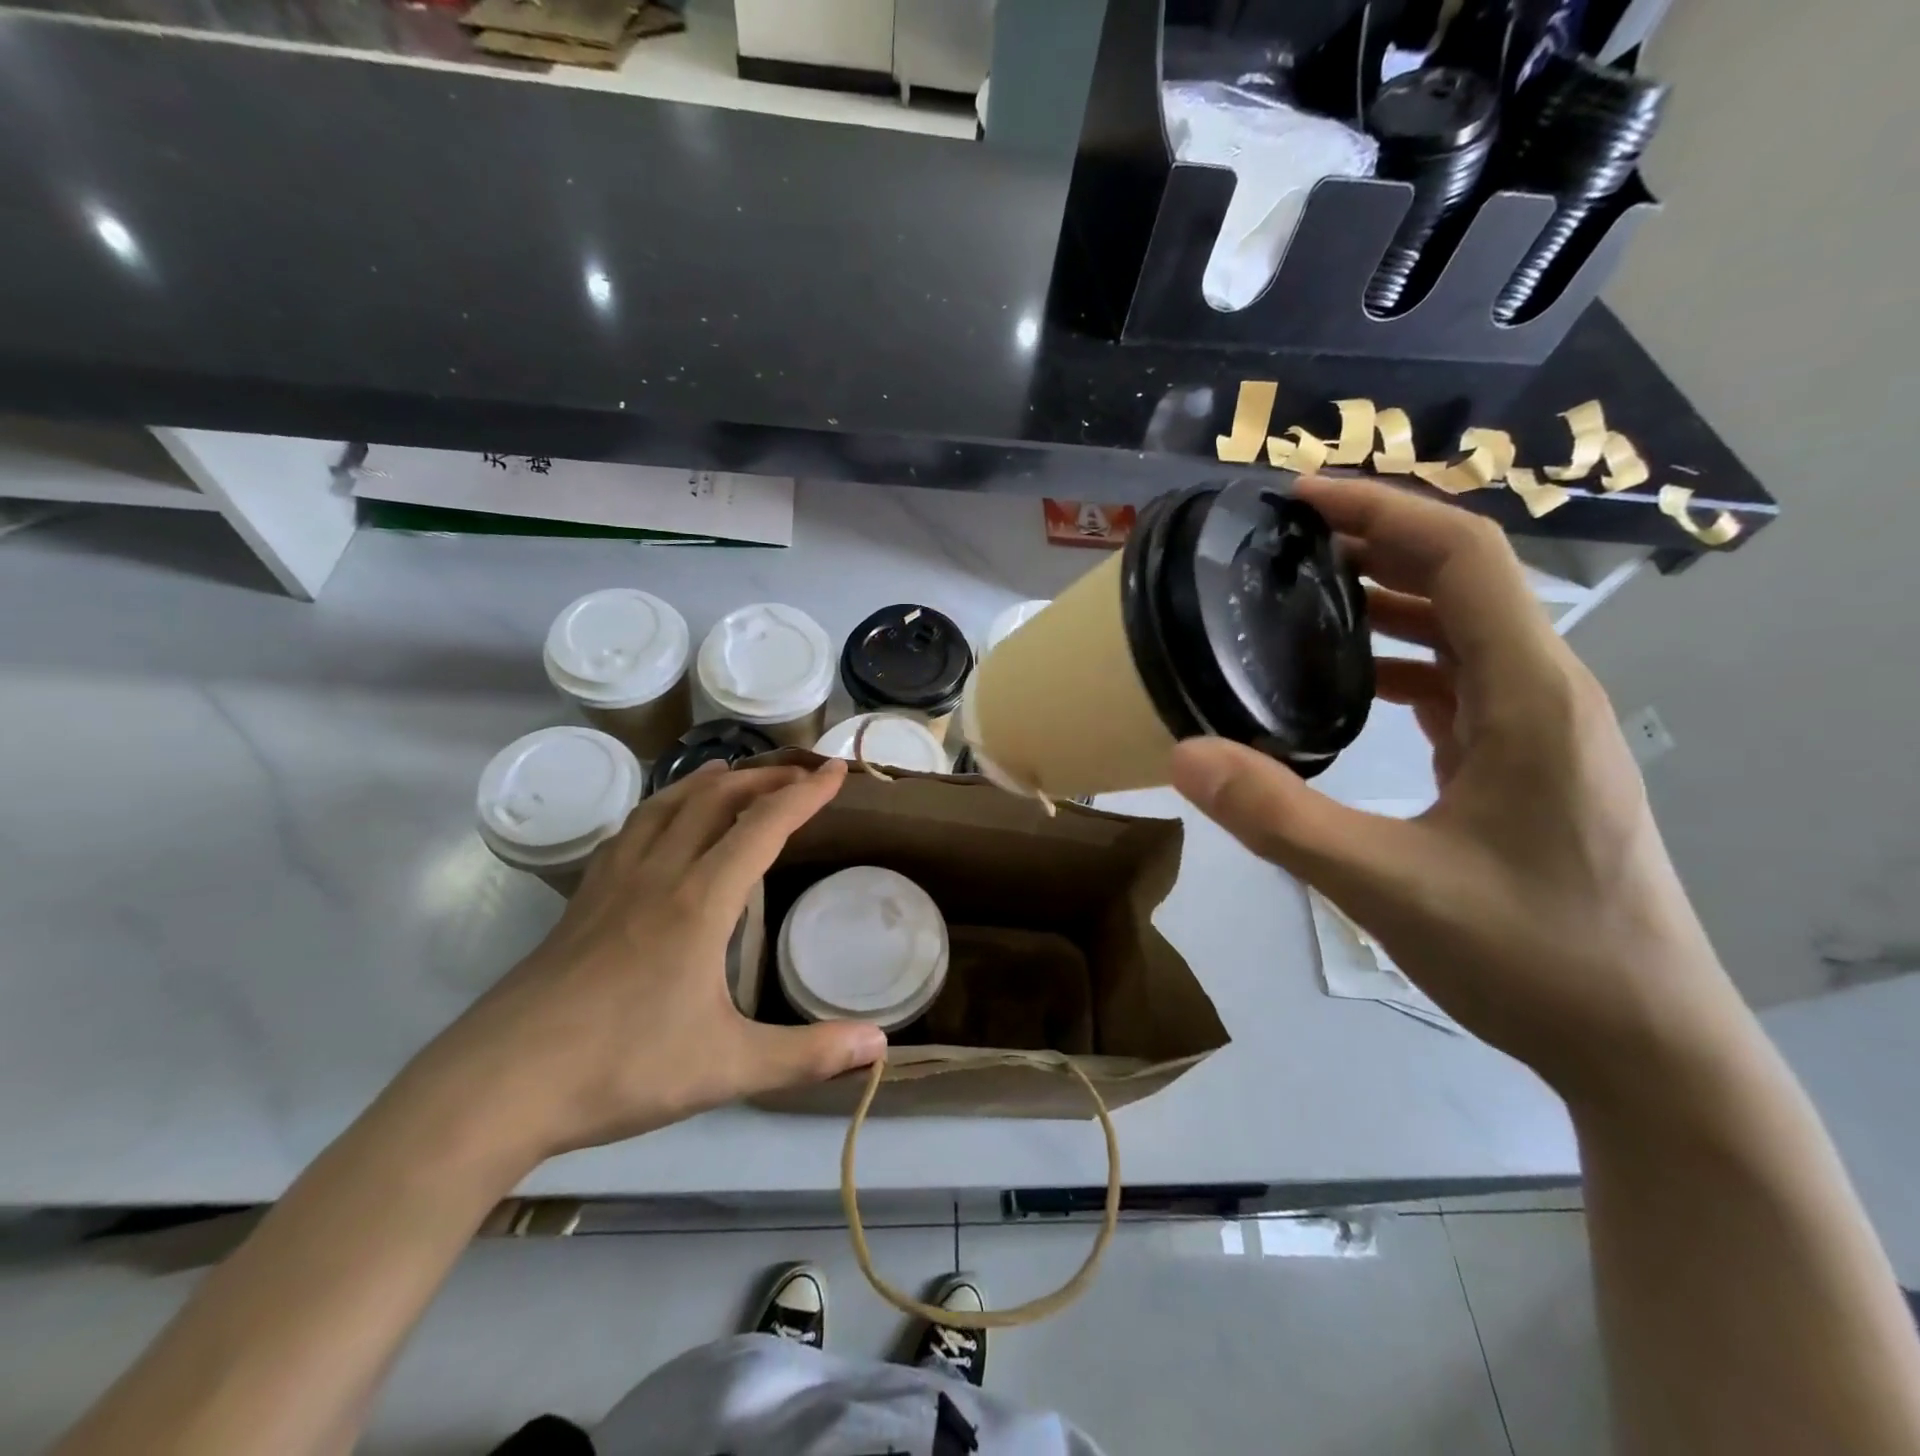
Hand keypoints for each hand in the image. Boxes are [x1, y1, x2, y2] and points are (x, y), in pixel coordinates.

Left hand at [406, 758, 883, 1159]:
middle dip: (763, 778)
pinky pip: (629, 832)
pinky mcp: (581, 902)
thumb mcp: (727, 1068)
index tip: (836, 771)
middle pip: (715, 800)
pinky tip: (659, 823)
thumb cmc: (620, 1069)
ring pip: (665, 806)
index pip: (764, 826)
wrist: (496, 1087)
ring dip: (707, 782)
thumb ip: (808, 1056)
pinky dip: (659, 808)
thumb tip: (881, 1047)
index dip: (805, 794)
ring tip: (731, 773)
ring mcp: (613, 884)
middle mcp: (659, 875)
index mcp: (701, 901)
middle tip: (798, 773)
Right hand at [1171, 476, 1748, 1103]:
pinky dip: (1405, 661)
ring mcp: (1542, 730)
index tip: (1301, 498)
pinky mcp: (1528, 765)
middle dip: (1376, 543)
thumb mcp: (1385, 886)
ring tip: (1305, 599)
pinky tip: (1352, 686)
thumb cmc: (1531, 957)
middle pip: (1464, 580)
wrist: (1645, 1047)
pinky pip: (1463, 683)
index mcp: (1530, 694)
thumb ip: (1279, 817)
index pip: (1463, 556)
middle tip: (1283, 544)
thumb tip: (1183, 754)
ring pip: (1465, 631)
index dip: (1383, 510)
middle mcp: (1546, 692)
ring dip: (1389, 601)